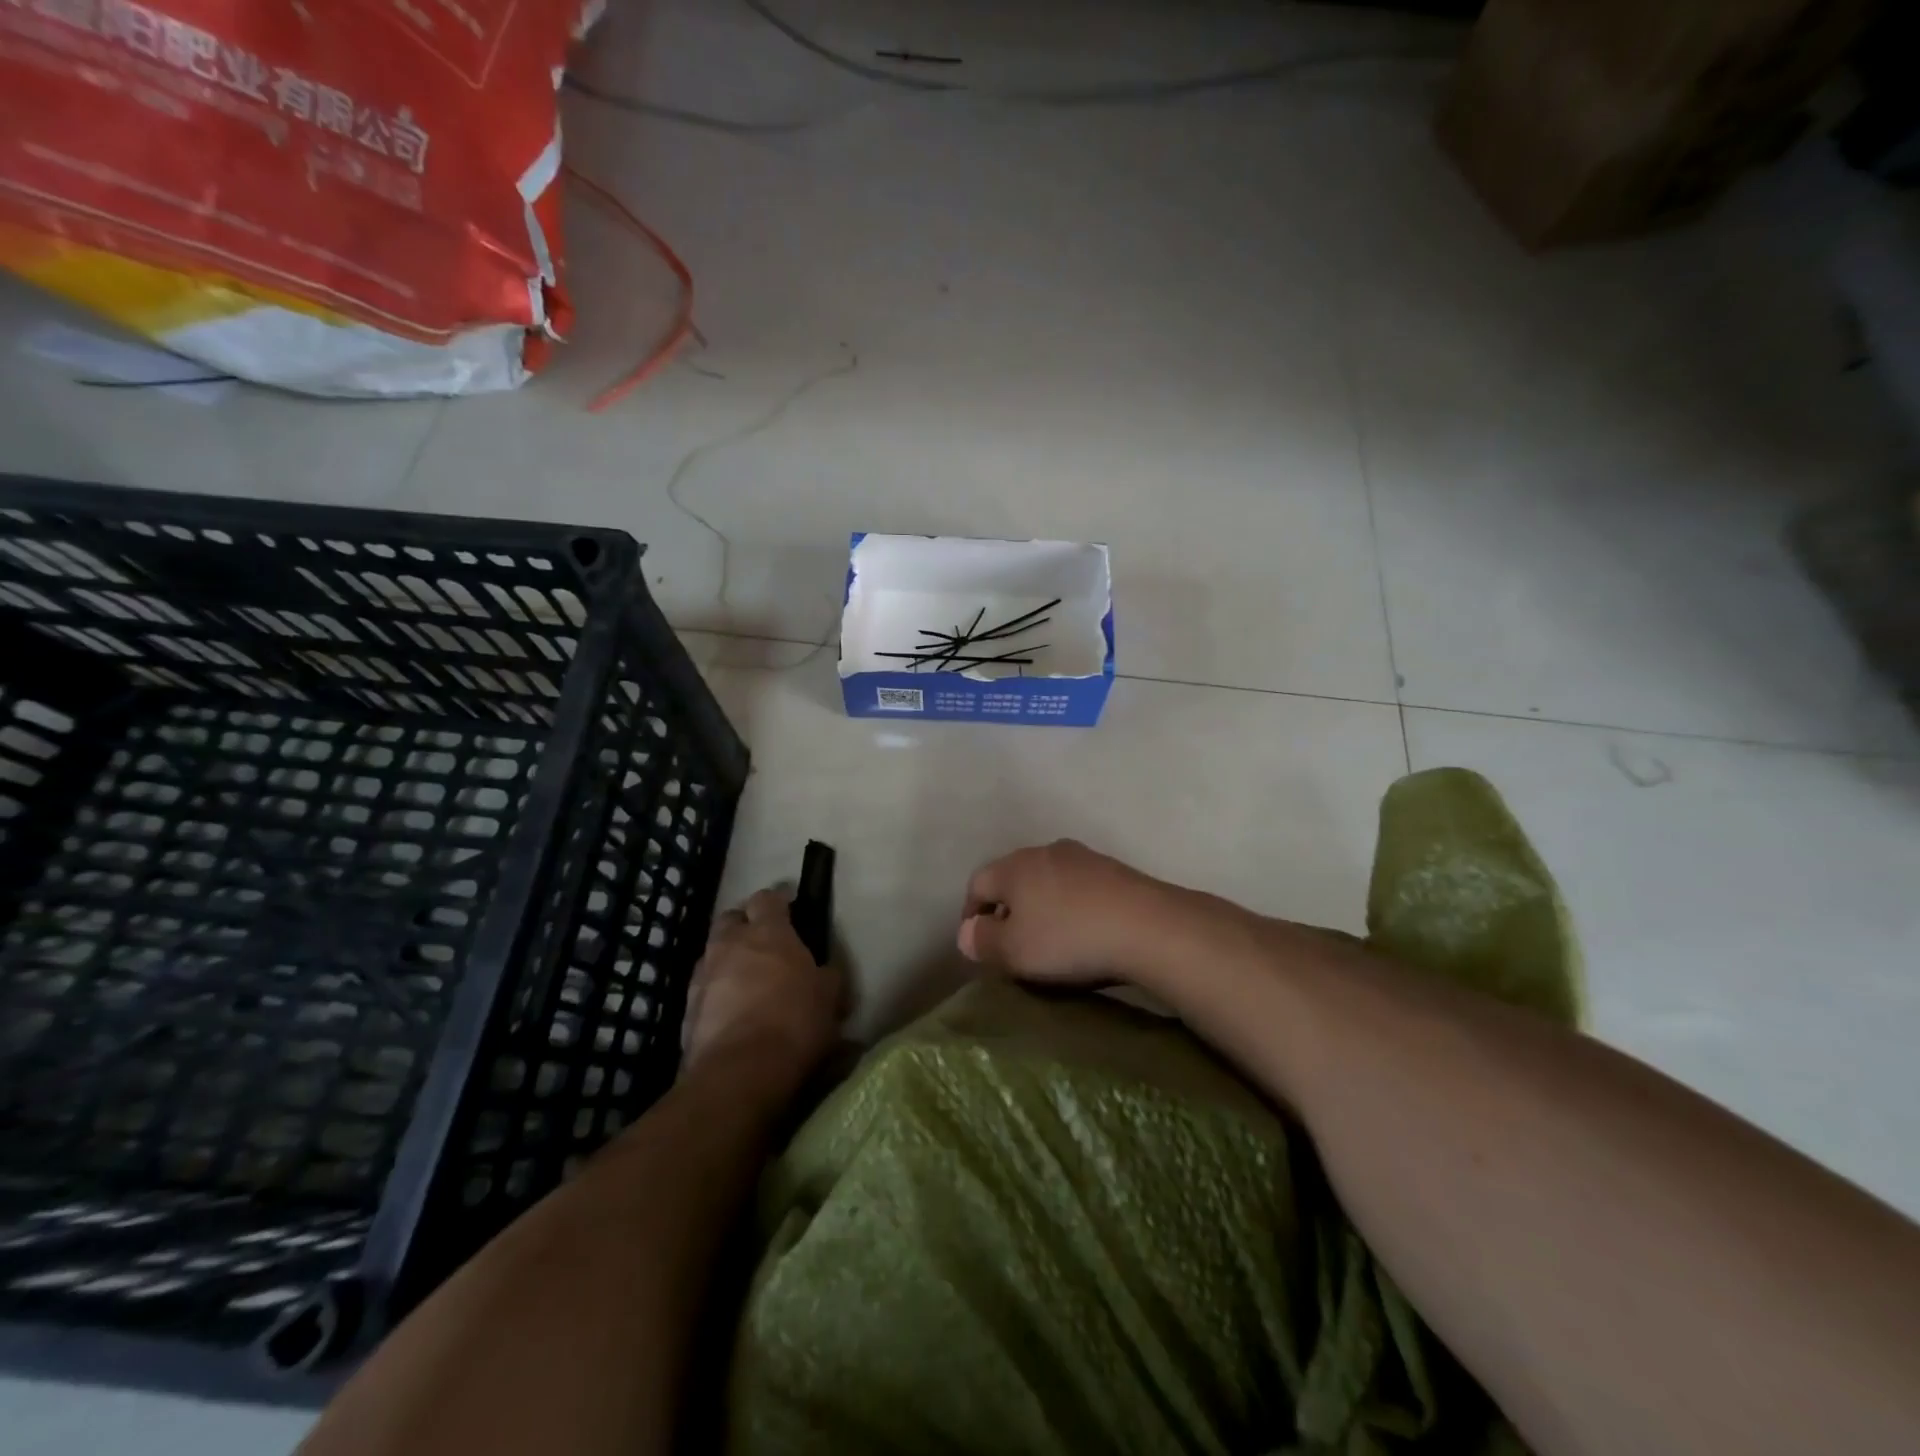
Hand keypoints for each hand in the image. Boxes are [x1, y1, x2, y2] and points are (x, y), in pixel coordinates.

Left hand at [681, 887, 843, 1098]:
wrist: (740, 1072)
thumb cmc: (795, 1022)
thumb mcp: (829, 997)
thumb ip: (827, 976)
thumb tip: (827, 971)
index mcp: (769, 932)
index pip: (768, 898)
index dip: (778, 902)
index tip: (789, 909)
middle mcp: (730, 944)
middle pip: (731, 918)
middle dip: (744, 924)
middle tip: (763, 942)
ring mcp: (704, 975)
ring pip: (713, 953)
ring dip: (727, 959)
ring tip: (745, 980)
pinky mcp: (686, 1008)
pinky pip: (703, 988)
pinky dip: (716, 992)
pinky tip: (730, 1011)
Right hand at [956, 839, 1181, 985]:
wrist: (1148, 926)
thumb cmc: (1068, 939)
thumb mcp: (1014, 951)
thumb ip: (983, 941)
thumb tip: (967, 932)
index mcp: (1014, 866)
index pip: (977, 883)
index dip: (970, 914)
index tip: (977, 943)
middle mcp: (1045, 851)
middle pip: (1013, 878)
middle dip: (1007, 909)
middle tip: (1011, 943)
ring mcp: (1083, 857)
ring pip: (1047, 880)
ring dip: (1041, 906)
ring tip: (1049, 939)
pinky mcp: (1114, 870)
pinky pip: (1078, 887)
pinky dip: (1071, 906)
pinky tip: (1084, 931)